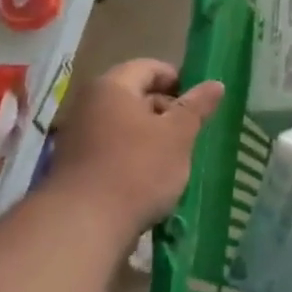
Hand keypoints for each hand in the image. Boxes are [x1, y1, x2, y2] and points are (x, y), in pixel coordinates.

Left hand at [47, 59, 223, 232]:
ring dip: (152, 137)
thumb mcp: (178, 135)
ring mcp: (78, 135)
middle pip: (135, 95)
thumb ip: (197, 107)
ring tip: (176, 159)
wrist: (84, 224)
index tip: (199, 103)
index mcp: (112, 87)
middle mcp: (89, 104)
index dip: (178, 80)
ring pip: (125, 125)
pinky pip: (112, 149)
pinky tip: (151, 179)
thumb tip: (215, 83)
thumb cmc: (138, 169)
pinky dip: (133, 157)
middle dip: (166, 111)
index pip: (149, 67)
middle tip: (192, 133)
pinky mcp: (76, 165)